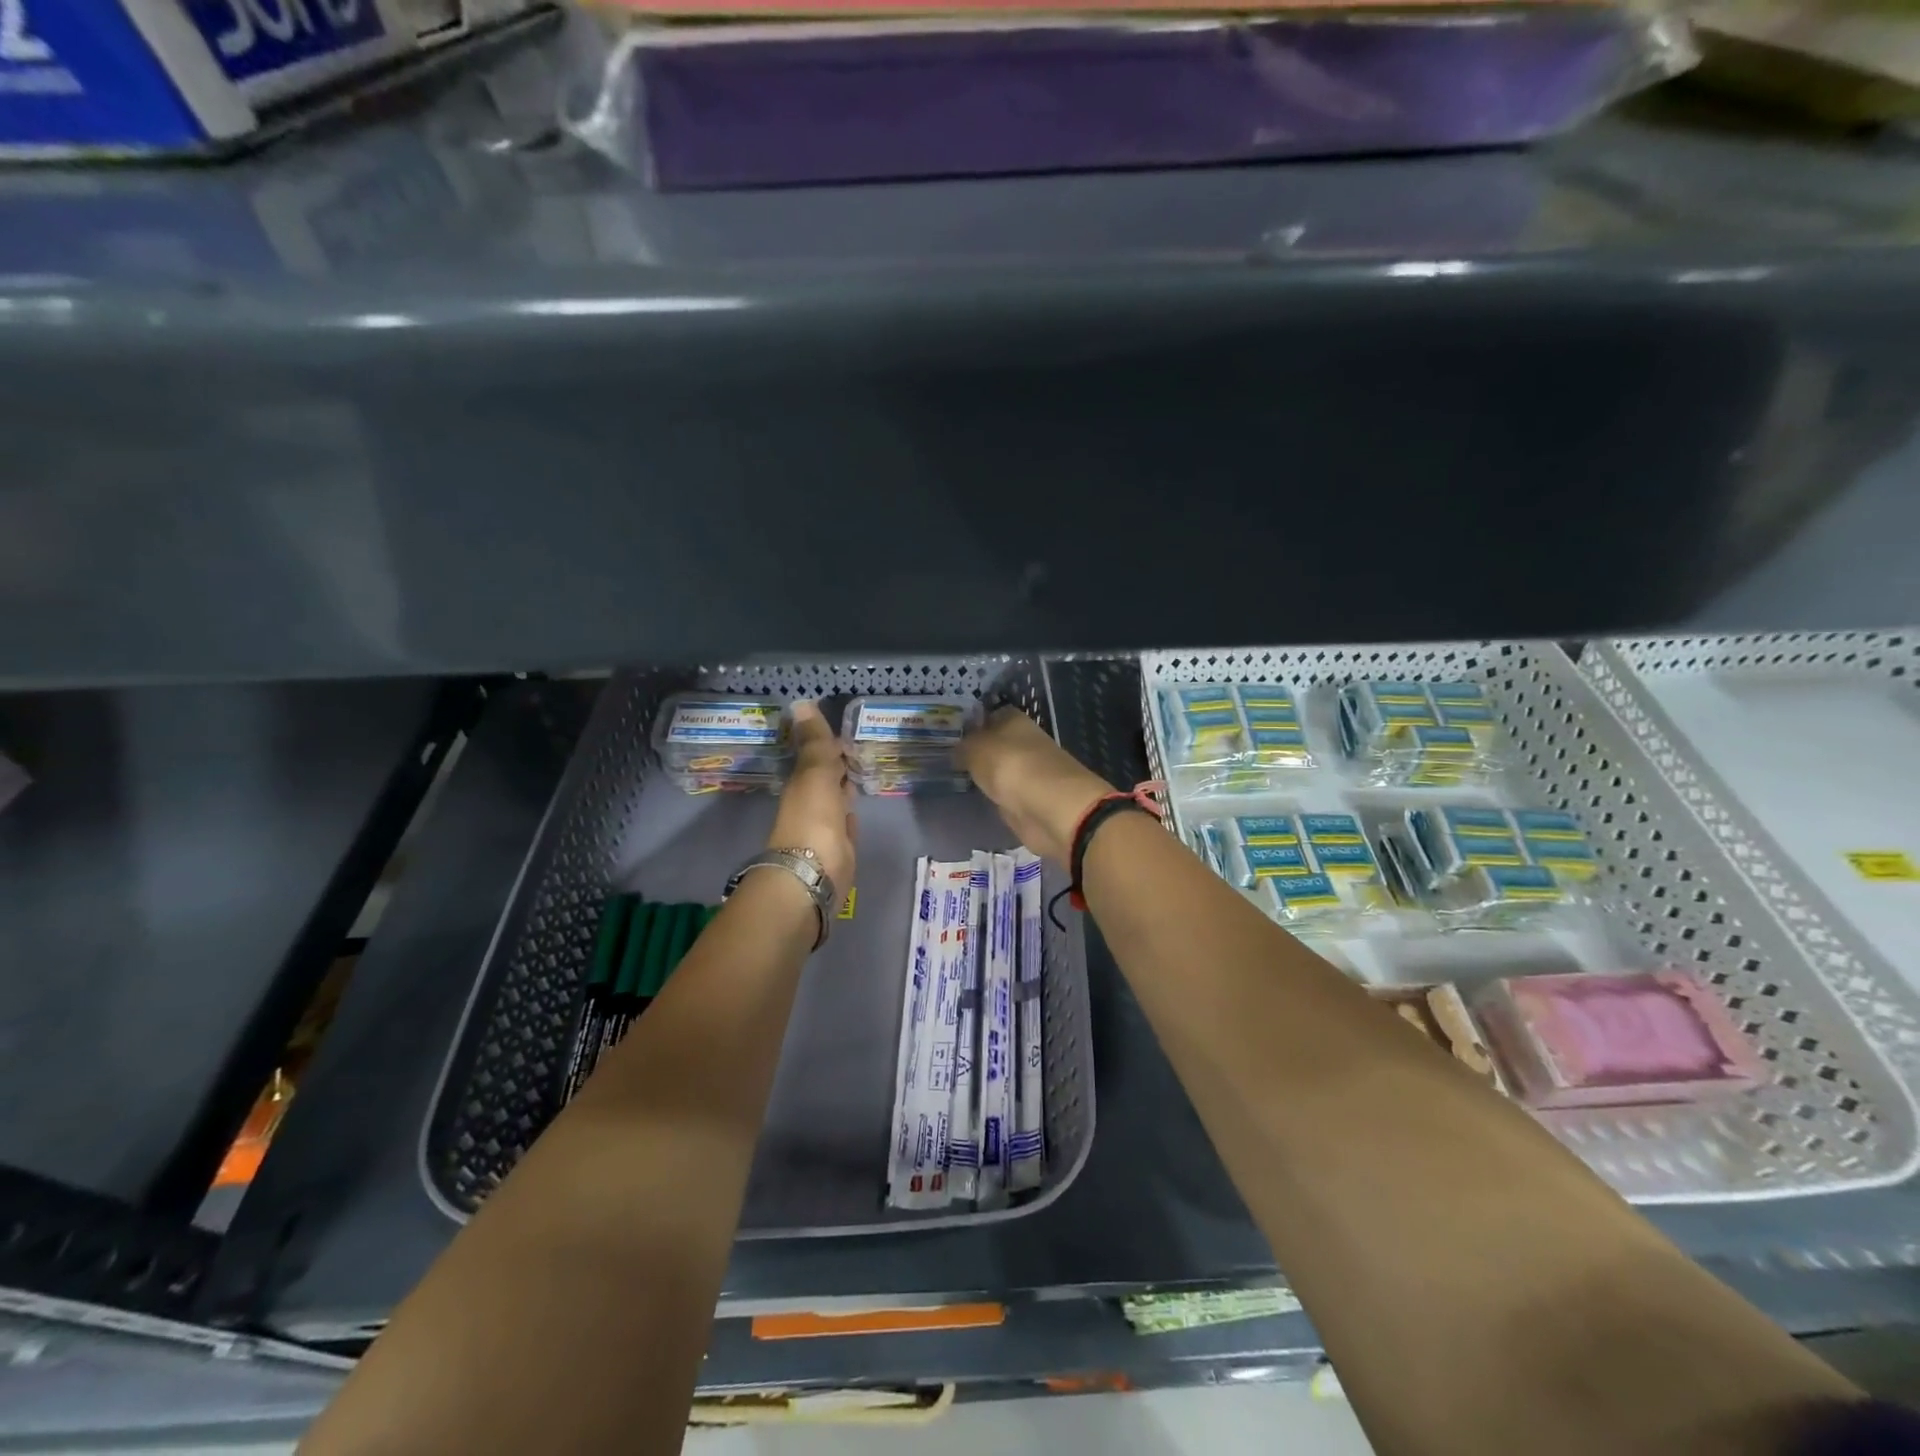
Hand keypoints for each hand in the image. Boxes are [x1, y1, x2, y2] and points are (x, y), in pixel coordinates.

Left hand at [768, 701, 855, 892]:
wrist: (814, 875)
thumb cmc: (813, 819)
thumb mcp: (816, 773)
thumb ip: (815, 742)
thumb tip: (801, 702)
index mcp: (803, 782)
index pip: (816, 754)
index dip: (827, 740)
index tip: (841, 725)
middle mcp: (811, 801)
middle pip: (826, 776)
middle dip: (838, 762)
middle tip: (856, 744)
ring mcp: (825, 825)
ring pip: (836, 797)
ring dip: (844, 784)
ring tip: (862, 767)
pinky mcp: (840, 846)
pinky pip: (846, 821)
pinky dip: (850, 810)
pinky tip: (857, 805)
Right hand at [958, 708, 1112, 865]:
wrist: (1051, 809)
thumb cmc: (1012, 767)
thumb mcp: (976, 750)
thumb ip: (963, 747)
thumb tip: (956, 750)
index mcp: (1015, 721)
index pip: (990, 713)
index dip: (972, 721)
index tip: (949, 731)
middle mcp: (1024, 743)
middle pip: (995, 742)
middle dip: (976, 749)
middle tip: (945, 755)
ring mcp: (1029, 772)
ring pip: (999, 768)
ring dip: (985, 773)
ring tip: (954, 775)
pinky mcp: (1030, 800)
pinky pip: (1005, 793)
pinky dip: (994, 795)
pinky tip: (976, 797)